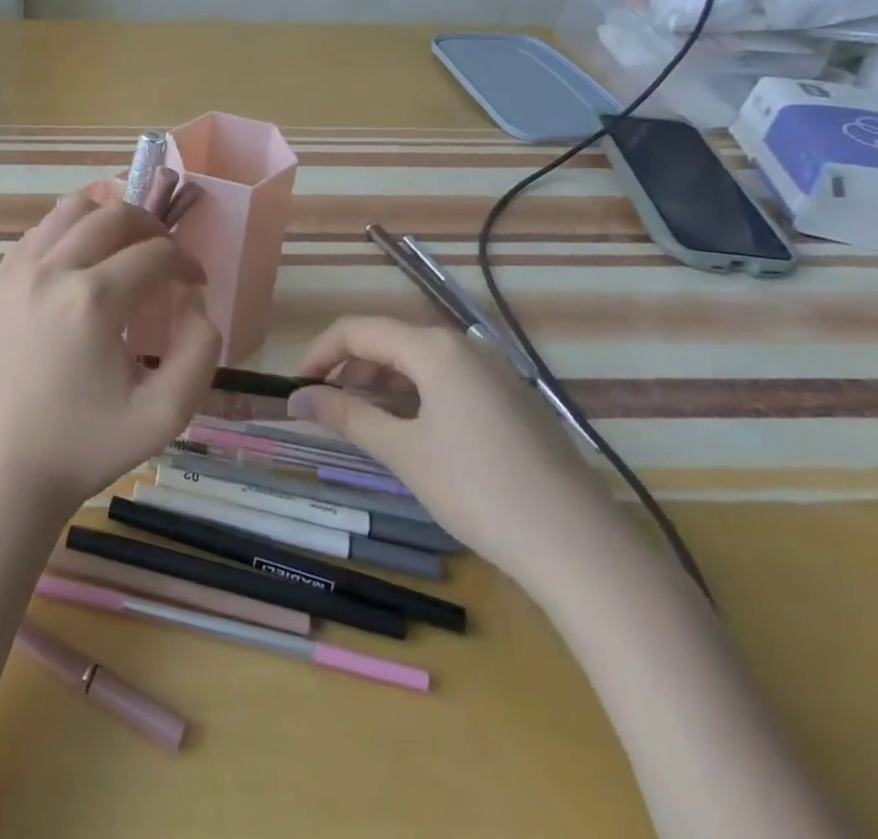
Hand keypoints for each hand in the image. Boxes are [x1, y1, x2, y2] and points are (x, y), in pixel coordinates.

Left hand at [0, 191, 222, 516]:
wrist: (4, 473)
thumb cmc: (87, 447)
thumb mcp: (166, 414)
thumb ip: (200, 350)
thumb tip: (193, 299)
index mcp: (93, 300)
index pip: (155, 253)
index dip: (186, 261)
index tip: (196, 283)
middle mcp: (51, 271)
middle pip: (114, 215)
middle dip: (152, 227)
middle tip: (167, 258)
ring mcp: (16, 273)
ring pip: (70, 209)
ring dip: (108, 217)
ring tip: (127, 245)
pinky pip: (39, 233)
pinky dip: (69, 231)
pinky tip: (83, 261)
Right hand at [288, 317, 634, 591]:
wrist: (581, 547)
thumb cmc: (479, 491)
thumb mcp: (403, 452)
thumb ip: (346, 416)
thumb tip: (297, 398)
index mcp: (433, 347)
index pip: (357, 330)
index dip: (319, 353)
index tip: (297, 388)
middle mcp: (464, 345)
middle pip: (388, 340)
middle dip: (349, 370)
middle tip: (326, 411)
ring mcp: (494, 371)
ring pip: (418, 361)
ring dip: (381, 384)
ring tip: (363, 425)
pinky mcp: (511, 399)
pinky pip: (448, 380)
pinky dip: (415, 396)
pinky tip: (411, 433)